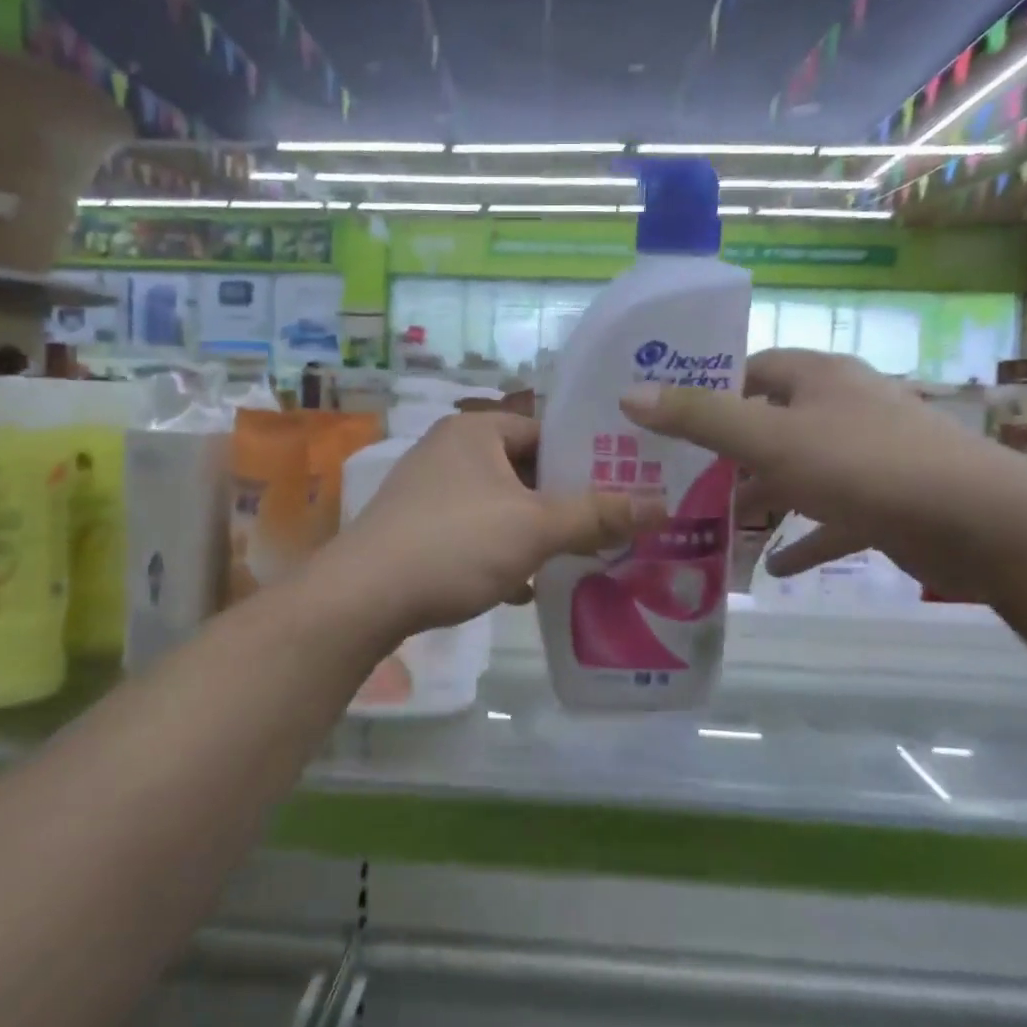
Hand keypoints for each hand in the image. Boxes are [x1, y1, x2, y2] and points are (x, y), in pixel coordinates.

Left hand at [320, 412, 660, 640]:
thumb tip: (663, 506)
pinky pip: (474, 532)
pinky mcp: (416, 529)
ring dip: (534, 530)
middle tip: (609, 522)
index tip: (624, 483)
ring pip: (500, 504)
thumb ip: (598, 514)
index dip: (586, 454)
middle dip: (563, 500)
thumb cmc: (455, 544)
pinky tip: (523, 586)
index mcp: (475, 430)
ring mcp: (428, 491)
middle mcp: (449, 450)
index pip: (545, 428)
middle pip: (524, 469)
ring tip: (577, 555)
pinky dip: (501, 552)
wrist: (363, 598)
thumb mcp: (536, 527)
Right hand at [619, 349, 995, 579]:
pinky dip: (804, 538)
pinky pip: (832, 519)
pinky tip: (775, 567)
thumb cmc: (863, 465)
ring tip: (716, 522)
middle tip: (680, 478)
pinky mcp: (886, 502)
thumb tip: (629, 395)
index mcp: (818, 377)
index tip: (669, 420)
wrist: (980, 523)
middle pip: (772, 421)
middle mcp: (843, 407)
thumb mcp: (769, 439)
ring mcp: (868, 455)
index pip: (752, 369)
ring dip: (762, 496)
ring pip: (799, 471)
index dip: (710, 389)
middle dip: (729, 451)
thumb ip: (700, 418)